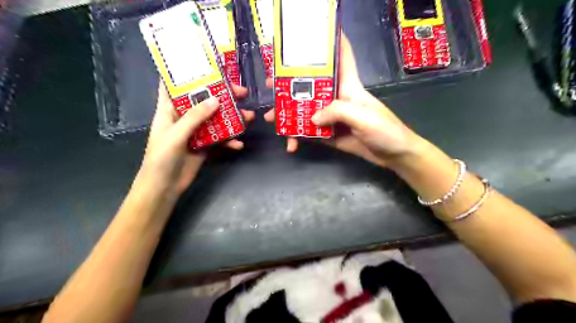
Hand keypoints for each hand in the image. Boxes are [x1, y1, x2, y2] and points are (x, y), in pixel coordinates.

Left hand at [138, 83, 254, 196]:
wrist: (164, 186)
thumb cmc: (162, 158)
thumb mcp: (176, 134)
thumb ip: (196, 116)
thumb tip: (217, 99)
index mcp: (169, 110)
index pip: (175, 86)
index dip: (188, 75)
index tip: (207, 67)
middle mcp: (184, 118)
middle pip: (204, 101)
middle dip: (223, 96)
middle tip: (243, 93)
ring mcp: (196, 132)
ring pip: (216, 120)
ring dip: (232, 119)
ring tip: (249, 117)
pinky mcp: (205, 145)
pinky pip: (220, 139)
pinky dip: (230, 141)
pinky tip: (239, 144)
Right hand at [265, 34, 419, 167]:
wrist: (394, 155)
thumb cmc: (386, 131)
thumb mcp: (364, 117)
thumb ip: (338, 112)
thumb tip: (312, 118)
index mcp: (349, 87)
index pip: (342, 57)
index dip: (332, 42)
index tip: (313, 34)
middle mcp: (337, 99)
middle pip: (312, 86)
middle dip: (291, 84)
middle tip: (272, 85)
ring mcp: (332, 118)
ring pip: (306, 111)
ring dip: (289, 114)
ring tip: (272, 118)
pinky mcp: (330, 134)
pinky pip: (310, 133)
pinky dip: (299, 137)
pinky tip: (291, 143)